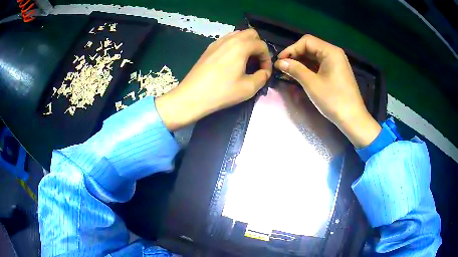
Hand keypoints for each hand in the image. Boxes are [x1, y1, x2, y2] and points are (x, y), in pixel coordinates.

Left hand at [156, 29, 271, 130]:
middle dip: (258, 47)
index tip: (264, 72)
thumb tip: (265, 72)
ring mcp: (217, 42)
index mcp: (241, 46)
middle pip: (251, 34)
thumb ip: (262, 77)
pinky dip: (234, 46)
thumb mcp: (248, 88)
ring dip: (246, 45)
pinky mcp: (209, 48)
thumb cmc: (221, 92)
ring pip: (238, 35)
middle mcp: (229, 39)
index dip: (267, 59)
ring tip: (245, 61)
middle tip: (256, 63)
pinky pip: (227, 40)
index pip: (262, 45)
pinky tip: (232, 61)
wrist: (192, 96)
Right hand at [275, 35, 380, 147]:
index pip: (306, 41)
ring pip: (314, 56)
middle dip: (295, 55)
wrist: (353, 119)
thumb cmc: (333, 100)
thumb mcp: (312, 84)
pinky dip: (309, 68)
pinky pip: (320, 65)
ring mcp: (336, 63)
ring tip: (288, 71)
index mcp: (330, 51)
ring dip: (301, 62)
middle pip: (311, 47)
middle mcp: (334, 53)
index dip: (291, 49)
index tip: (279, 61)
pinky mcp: (337, 72)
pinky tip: (300, 75)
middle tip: (282, 67)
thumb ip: (295, 69)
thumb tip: (279, 62)